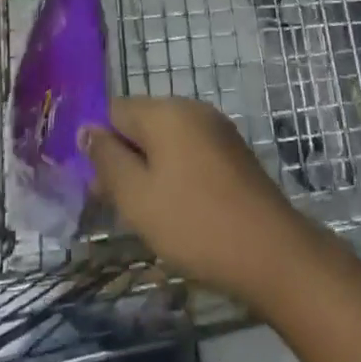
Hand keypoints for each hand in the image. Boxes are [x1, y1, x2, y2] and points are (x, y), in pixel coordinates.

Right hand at [81, 97, 315, 303]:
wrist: (273, 252)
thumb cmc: (194, 222)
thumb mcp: (136, 196)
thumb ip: (107, 159)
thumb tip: (87, 129)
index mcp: (165, 111)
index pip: (114, 110)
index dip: (99, 143)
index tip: (97, 185)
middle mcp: (191, 109)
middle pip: (141, 123)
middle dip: (124, 158)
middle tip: (118, 207)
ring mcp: (217, 130)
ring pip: (167, 141)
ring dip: (150, 169)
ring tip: (147, 214)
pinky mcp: (234, 153)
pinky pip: (191, 153)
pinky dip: (177, 174)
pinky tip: (179, 210)